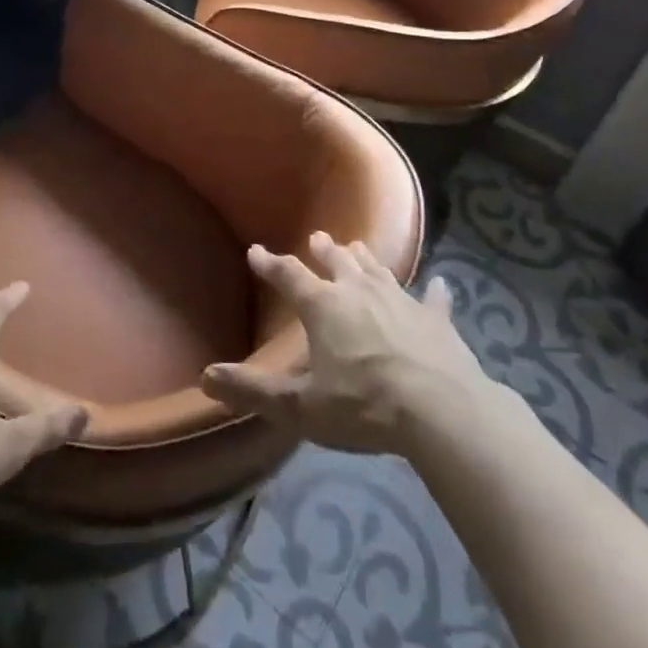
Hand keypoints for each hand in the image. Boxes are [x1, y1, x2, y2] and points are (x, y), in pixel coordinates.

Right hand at [202, 232, 491, 455]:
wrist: (440, 409)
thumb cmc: (363, 405)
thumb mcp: (300, 406)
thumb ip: (254, 391)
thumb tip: (206, 376)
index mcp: (323, 305)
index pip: (288, 276)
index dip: (270, 264)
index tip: (256, 251)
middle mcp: (358, 290)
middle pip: (338, 262)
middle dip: (325, 250)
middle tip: (318, 238)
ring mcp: (401, 300)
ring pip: (378, 269)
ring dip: (365, 259)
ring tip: (358, 248)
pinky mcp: (436, 319)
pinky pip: (434, 299)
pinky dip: (435, 292)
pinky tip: (441, 284)